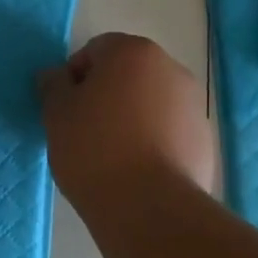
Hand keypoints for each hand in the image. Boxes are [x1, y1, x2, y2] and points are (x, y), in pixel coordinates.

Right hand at [37, 33, 214, 211]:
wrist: (149, 206)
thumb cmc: (95, 149)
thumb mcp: (57, 114)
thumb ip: (53, 85)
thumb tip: (56, 76)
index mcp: (133, 52)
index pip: (95, 50)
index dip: (75, 78)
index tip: (66, 110)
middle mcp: (170, 69)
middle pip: (127, 74)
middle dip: (106, 95)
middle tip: (84, 132)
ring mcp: (193, 105)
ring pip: (150, 103)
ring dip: (131, 119)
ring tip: (112, 156)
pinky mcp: (204, 140)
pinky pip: (169, 132)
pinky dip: (153, 142)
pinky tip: (137, 172)